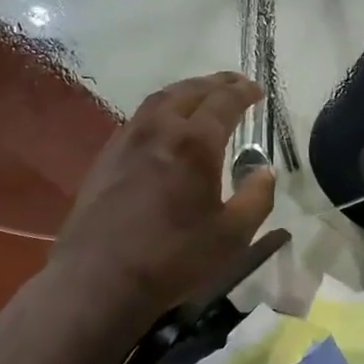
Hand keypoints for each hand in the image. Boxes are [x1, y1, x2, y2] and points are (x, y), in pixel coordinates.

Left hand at [47, 71, 280, 322]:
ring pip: (161, 99)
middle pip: (191, 91)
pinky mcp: (107, 156)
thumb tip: (264, 171)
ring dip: (187, 90)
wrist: (99, 280)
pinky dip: (163, 108)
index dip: (244, 92)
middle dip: (217, 83)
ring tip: (203, 96)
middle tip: (235, 84)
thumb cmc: (173, 258)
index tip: (258, 91)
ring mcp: (128, 139)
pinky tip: (166, 125)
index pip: (224, 101)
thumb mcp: (232, 236)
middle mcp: (160, 128)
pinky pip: (140, 117)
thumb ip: (256, 198)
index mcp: (195, 142)